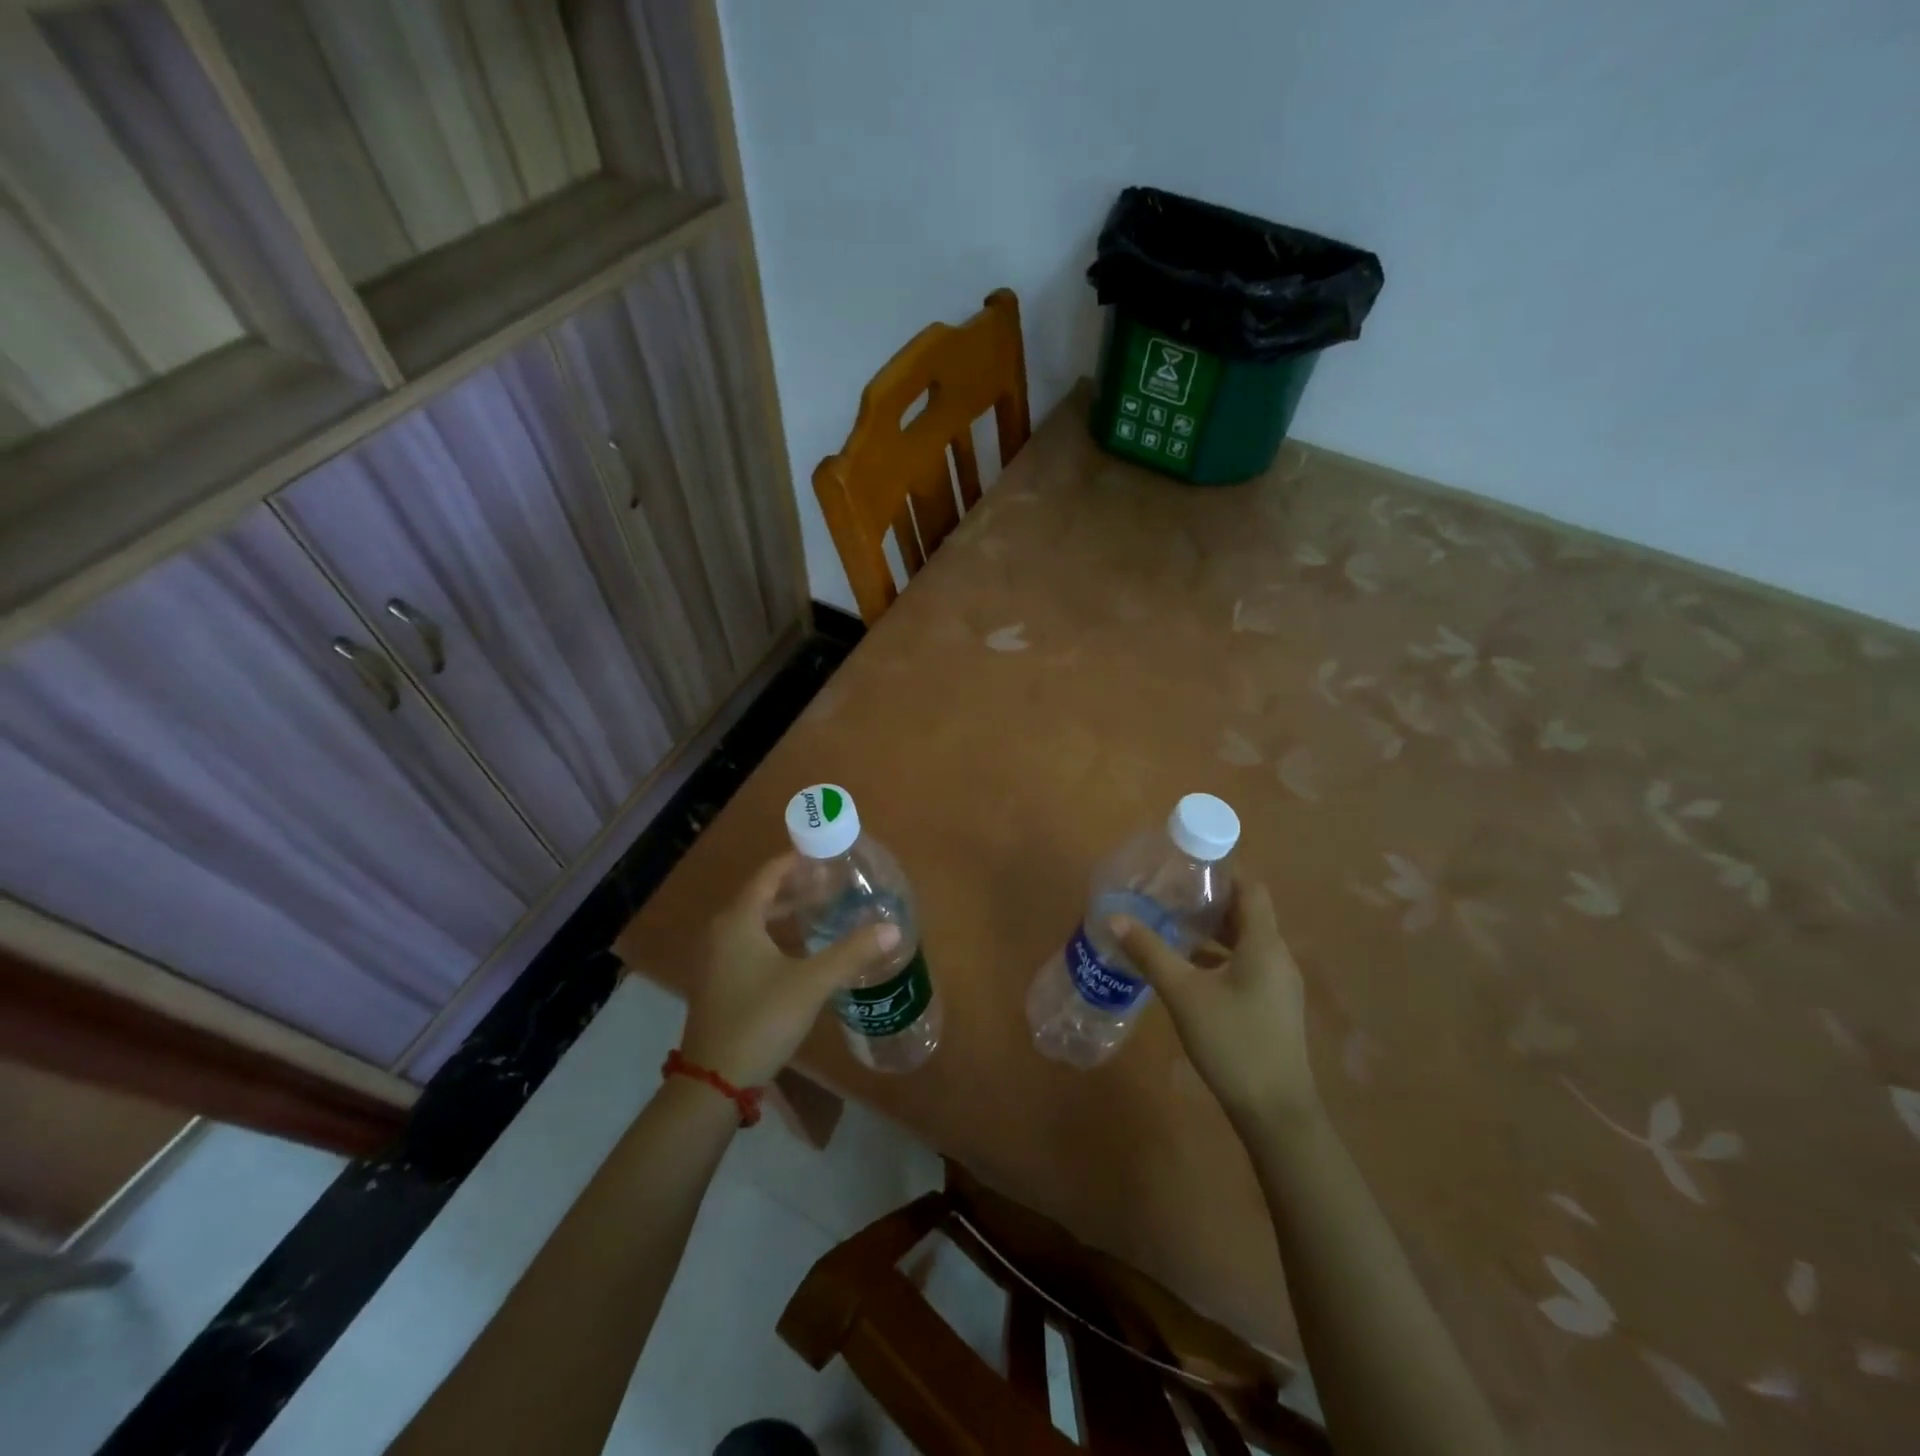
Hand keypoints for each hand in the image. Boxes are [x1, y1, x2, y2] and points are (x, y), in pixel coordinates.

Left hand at [679, 854, 900, 1087]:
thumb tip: (893, 928)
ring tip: (822, 912)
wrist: (713, 1082)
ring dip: (785, 914)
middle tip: (833, 886)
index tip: (826, 857)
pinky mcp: (718, 982)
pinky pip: (748, 943)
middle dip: (796, 888)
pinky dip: (774, 936)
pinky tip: (800, 951)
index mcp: (738, 921)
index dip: (796, 862)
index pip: (769, 875)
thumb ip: (852, 953)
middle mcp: (721, 932)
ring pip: (754, 922)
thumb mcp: (811, 983)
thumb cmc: (761, 1020)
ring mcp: (715, 959)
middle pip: (761, 897)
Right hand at [1114, 883, 1319, 1133]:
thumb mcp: (1184, 994)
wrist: (1276, 1112)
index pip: (1251, 889)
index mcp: (1264, 945)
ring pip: (1247, 942)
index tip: (1189, 865)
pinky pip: (1248, 965)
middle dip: (1211, 901)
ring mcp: (1279, 985)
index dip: (1225, 872)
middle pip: (1248, 914)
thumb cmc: (1233, 1042)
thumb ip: (1150, 953)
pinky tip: (1189, 968)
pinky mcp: (1273, 1006)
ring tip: (1174, 924)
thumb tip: (1114, 918)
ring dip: (1215, 931)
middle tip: (1171, 893)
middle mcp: (1278, 957)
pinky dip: (1221, 957)